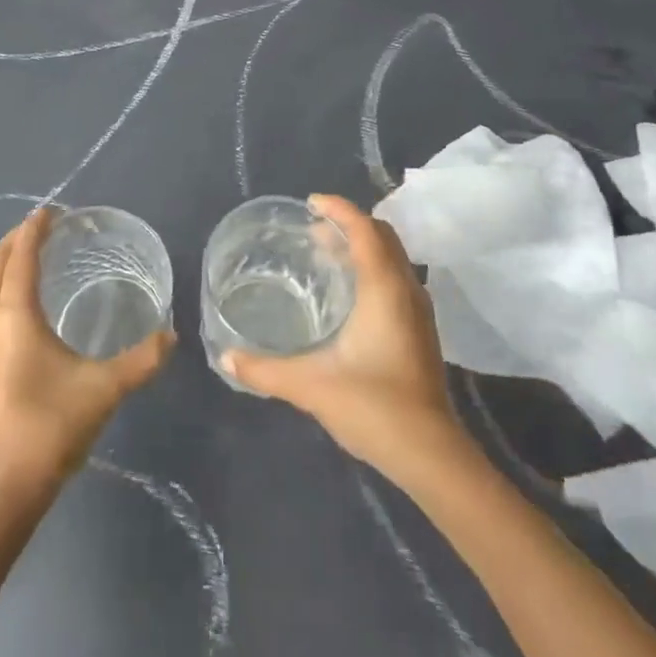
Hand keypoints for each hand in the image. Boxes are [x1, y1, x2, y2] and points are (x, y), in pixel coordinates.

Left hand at [0, 209, 174, 507]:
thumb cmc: (49, 431)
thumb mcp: (104, 391)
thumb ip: (142, 360)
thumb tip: (172, 335)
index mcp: (14, 319)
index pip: (21, 258)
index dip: (34, 230)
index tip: (50, 211)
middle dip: (14, 240)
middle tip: (41, 227)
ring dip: (2, 265)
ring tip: (28, 258)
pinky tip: (16, 308)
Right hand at [224, 194, 466, 484]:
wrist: (430, 453)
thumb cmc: (374, 407)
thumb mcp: (312, 386)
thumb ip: (265, 370)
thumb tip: (226, 357)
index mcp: (385, 288)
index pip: (364, 229)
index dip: (339, 208)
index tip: (311, 202)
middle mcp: (406, 289)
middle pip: (382, 236)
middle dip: (349, 224)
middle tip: (313, 230)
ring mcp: (419, 310)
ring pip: (392, 257)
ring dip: (362, 246)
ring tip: (326, 255)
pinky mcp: (420, 330)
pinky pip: (395, 278)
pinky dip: (372, 268)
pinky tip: (348, 295)